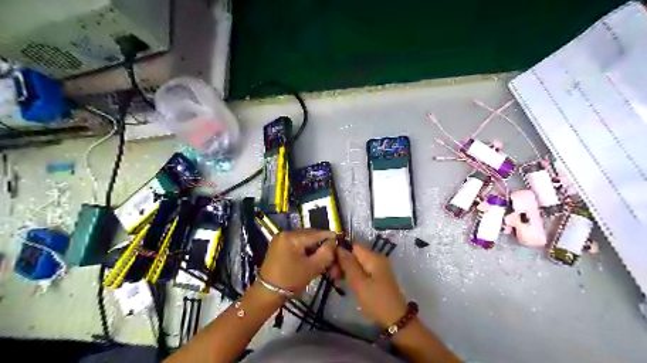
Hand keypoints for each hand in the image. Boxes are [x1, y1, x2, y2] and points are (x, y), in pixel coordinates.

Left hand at [259, 231, 335, 295]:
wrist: (267, 293)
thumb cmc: (291, 281)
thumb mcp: (313, 267)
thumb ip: (326, 253)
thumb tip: (333, 242)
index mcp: (292, 237)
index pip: (317, 233)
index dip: (331, 237)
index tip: (342, 240)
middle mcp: (286, 233)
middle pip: (311, 235)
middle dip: (323, 244)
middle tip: (333, 255)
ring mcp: (281, 239)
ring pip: (305, 240)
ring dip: (315, 247)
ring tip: (323, 258)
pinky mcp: (279, 245)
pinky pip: (297, 243)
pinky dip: (306, 249)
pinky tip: (312, 258)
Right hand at [337, 243, 405, 326]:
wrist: (396, 319)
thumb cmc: (376, 300)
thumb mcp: (358, 282)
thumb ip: (348, 264)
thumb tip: (338, 247)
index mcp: (373, 257)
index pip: (353, 246)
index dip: (340, 251)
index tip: (330, 262)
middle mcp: (377, 258)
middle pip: (355, 254)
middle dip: (342, 261)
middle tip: (332, 275)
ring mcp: (378, 267)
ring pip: (358, 262)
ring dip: (346, 269)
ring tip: (336, 279)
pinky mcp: (378, 276)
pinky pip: (363, 269)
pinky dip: (354, 274)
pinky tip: (346, 282)